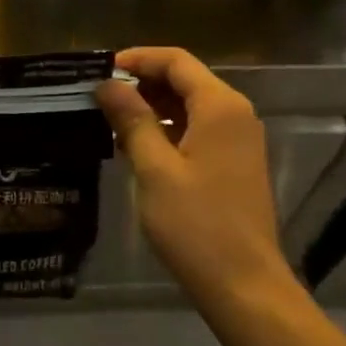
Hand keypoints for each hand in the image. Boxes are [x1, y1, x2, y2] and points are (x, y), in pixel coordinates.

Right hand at [97, 47, 287, 301]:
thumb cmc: (197, 225)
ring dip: (153, 106)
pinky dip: (168, 129)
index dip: (137, 59)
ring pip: (191, 105)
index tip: (100, 70)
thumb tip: (108, 84)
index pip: (176, 60)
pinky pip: (198, 129)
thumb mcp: (155, 169)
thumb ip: (132, 120)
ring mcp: (239, 140)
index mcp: (220, 106)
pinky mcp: (235, 163)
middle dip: (142, 82)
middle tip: (100, 97)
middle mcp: (235, 113)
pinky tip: (137, 147)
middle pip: (186, 79)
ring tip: (112, 121)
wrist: (245, 286)